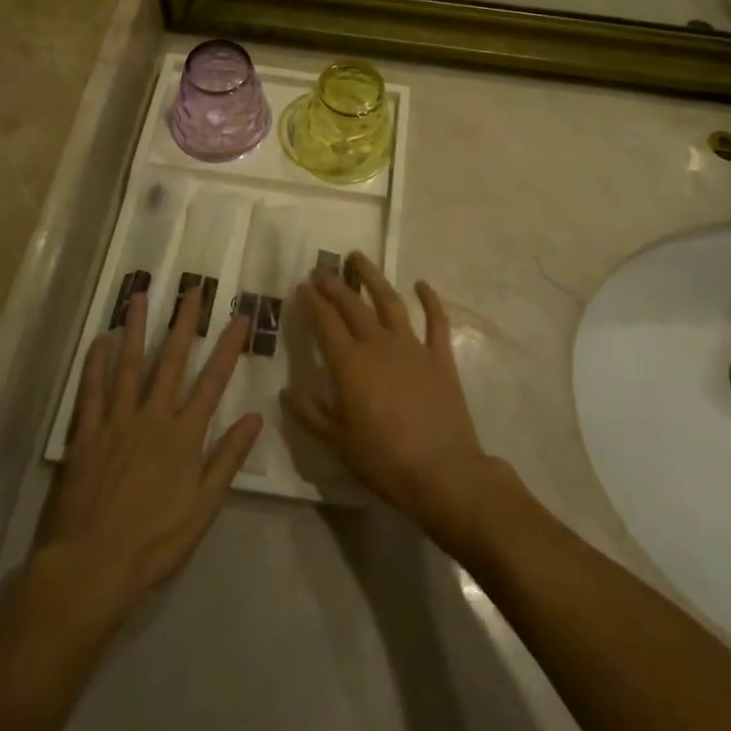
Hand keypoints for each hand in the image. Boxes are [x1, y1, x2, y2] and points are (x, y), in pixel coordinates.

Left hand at [36, 287, 261, 628]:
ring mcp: (116, 421)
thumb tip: (255, 417)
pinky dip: (96, 363)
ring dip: (136, 328)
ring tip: (140, 296)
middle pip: (172, 360)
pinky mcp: (86, 434)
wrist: (91, 568)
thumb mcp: (203, 508)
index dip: (228, 348)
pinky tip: (101, 340)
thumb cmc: (154, 543)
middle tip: (191, 289)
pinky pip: (91, 390)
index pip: (213, 381)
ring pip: (129, 364)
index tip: (240, 317)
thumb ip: (227, 459)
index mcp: (184, 435)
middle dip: (184, 322)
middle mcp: (152, 417)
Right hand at [285, 254, 501, 542]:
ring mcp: (412, 347)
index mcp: (350, 364)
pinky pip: (435, 320)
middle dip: (335, 285)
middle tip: (322, 269)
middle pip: (353, 306)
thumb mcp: (337, 442)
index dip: (313, 302)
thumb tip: (288, 389)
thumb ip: (310, 413)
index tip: (303, 285)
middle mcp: (378, 344)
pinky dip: (429, 299)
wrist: (443, 472)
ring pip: (389, 302)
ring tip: (359, 258)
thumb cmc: (384, 460)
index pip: (326, 323)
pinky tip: (421, 284)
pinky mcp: (440, 356)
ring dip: (373, 278)